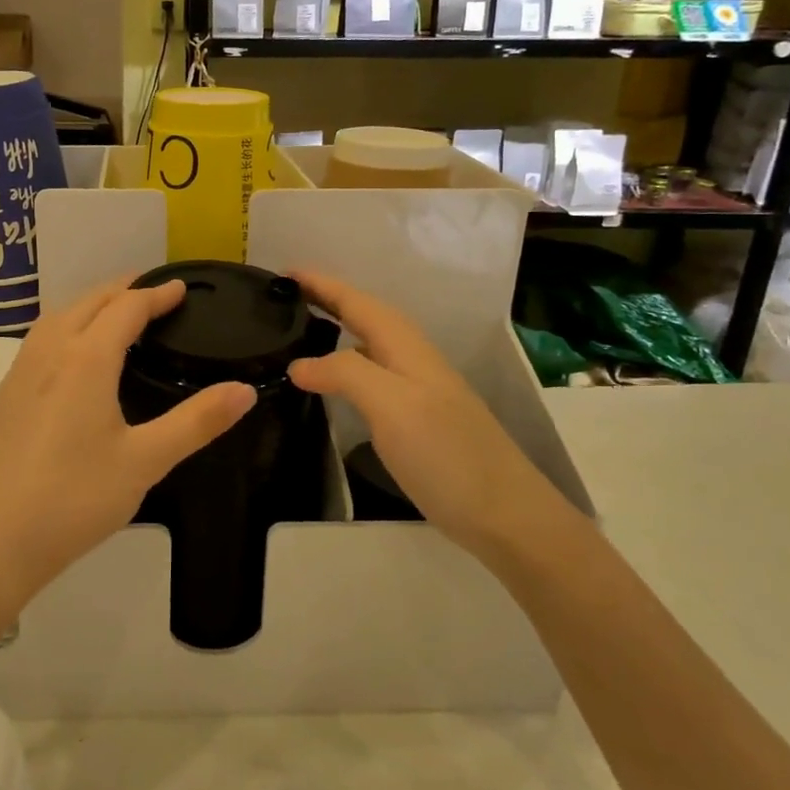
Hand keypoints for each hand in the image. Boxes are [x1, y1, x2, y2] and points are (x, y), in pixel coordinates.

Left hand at [0, 278, 255, 611]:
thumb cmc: (74, 498)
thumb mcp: (145, 461)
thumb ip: (197, 422)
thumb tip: (245, 390)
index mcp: (86, 359)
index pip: (126, 308)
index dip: (156, 294)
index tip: (181, 289)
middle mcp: (50, 353)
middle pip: (89, 302)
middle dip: (123, 290)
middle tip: (154, 293)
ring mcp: (20, 373)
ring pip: (58, 317)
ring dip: (91, 305)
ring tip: (117, 315)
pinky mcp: (6, 397)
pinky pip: (41, 340)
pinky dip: (68, 326)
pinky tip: (74, 356)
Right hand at [286, 271, 586, 564]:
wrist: (506, 517)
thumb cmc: (447, 455)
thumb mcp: (392, 406)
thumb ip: (345, 374)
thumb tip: (299, 364)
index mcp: (407, 349)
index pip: (359, 303)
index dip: (323, 285)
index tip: (284, 272)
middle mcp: (414, 362)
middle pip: (367, 318)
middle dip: (329, 301)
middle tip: (286, 299)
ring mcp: (419, 393)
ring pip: (371, 347)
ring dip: (338, 332)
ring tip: (301, 333)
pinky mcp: (418, 423)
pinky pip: (373, 379)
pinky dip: (346, 368)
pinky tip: (334, 387)